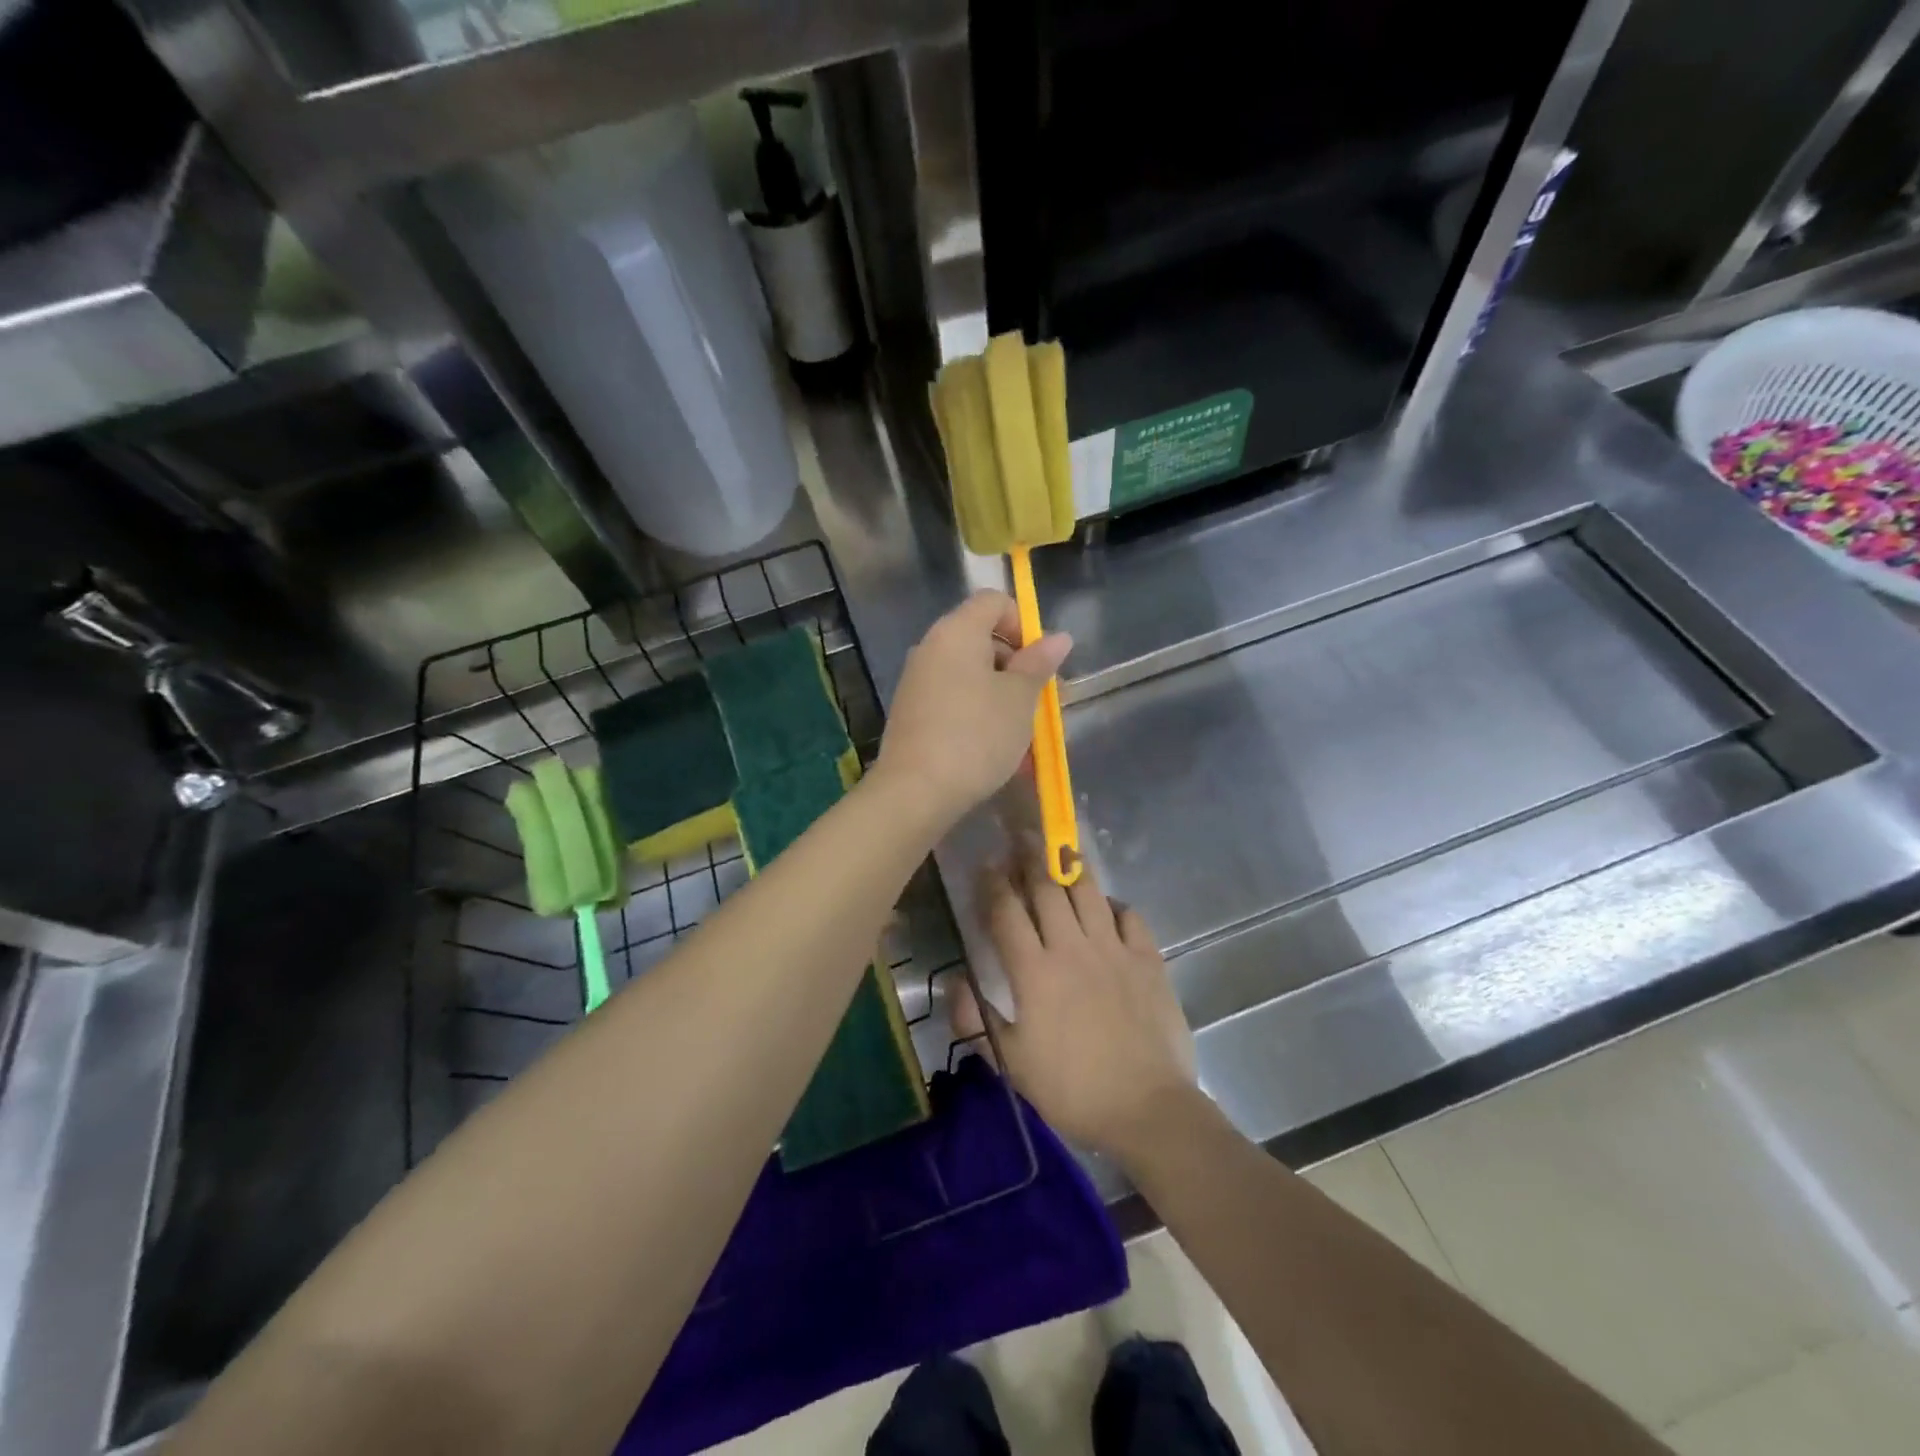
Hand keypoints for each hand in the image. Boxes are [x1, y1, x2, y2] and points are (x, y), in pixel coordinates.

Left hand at [875, 590, 1071, 824]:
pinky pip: (952, 699)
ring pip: (969, 674)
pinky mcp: (911, 712)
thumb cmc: (977, 735)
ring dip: (1000, 695)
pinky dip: (976, 713)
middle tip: (1038, 703)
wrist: (916, 791)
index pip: (993, 602)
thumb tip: (1059, 637)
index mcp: (956, 631)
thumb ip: (1039, 664)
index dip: (1023, 624)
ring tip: (1021, 733)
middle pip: (981, 638)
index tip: (1039, 663)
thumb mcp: (1019, 699)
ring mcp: (916, 681)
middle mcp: (931, 647)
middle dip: (1016, 666)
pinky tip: (992, 748)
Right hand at [960, 851, 1196, 1162]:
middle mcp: (1072, 947)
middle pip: (1046, 888)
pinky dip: (1114, 904)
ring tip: (1059, 847)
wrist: (1148, 1108)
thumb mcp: (1013, 1063)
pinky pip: (1129, 916)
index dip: (992, 884)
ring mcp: (1113, 949)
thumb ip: (978, 1020)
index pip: (1006, 913)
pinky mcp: (1147, 958)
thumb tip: (953, 987)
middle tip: (1020, 836)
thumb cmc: (1073, 1089)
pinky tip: (1106, 905)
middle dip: (1029, 857)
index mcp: (1034, 972)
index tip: (985, 864)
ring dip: (1070, 865)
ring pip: (1087, 891)